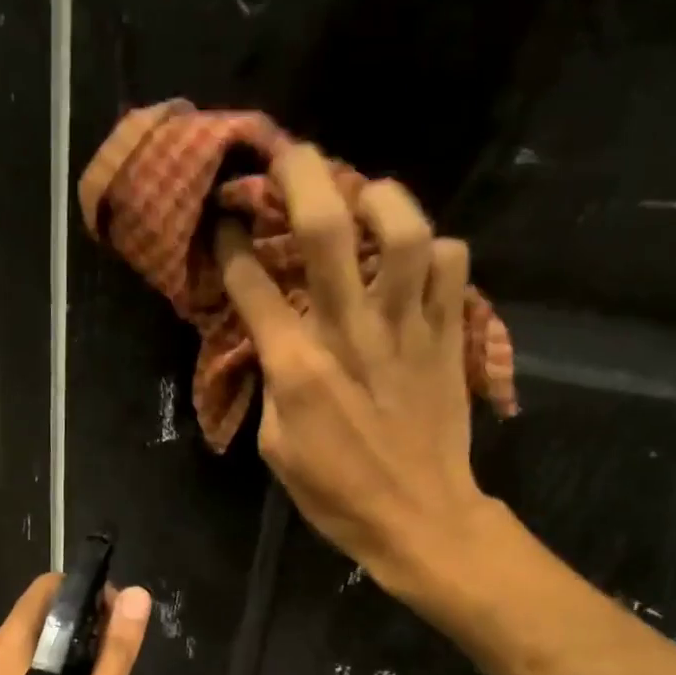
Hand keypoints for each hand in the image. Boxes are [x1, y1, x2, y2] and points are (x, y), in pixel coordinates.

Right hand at [216, 147, 492, 604]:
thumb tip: (272, 341)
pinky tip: (416, 259)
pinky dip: (434, 249)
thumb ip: (271, 385)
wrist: (419, 517)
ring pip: (402, 229)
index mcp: (298, 366)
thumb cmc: (337, 494)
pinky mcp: (447, 336)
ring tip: (364, 195)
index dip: (232, 245)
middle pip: (326, 228)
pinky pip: (451, 264)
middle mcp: (351, 331)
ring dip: (379, 197)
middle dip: (299, 175)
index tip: (225, 224)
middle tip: (286, 157)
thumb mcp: (278, 448)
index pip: (253, 285)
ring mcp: (407, 328)